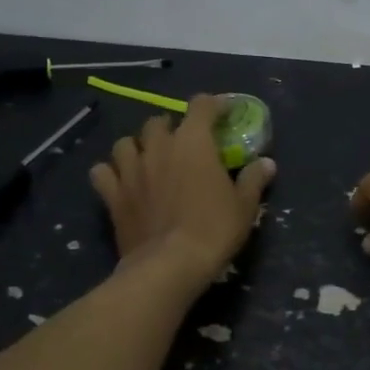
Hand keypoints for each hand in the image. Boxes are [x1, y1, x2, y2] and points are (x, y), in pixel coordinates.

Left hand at [91, 94, 274, 289]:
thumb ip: (254, 180)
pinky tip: (120, 181)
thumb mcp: (244, 206)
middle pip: (158, 121)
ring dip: (137, 146)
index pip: (201, 106)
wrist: (170, 265)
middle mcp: (159, 147)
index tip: (223, 112)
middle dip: (171, 127)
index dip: (213, 104)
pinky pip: (102, 172)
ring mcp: (131, 170)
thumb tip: (267, 163)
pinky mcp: (113, 195)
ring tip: (148, 158)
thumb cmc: (214, 230)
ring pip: (125, 142)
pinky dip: (110, 172)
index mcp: (193, 142)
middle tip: (183, 143)